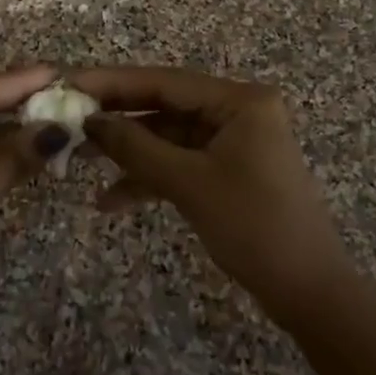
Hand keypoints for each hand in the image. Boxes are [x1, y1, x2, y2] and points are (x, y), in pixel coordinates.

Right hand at [71, 67, 351, 324]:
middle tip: (67, 121)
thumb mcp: (189, 184)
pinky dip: (149, 178)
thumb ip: (136, 147)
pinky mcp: (227, 171)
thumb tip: (89, 121)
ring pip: (168, 137)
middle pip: (164, 106)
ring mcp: (233, 142)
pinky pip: (180, 163)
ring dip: (129, 152)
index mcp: (239, 101)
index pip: (164, 82)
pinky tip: (111, 200)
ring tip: (79, 161)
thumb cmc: (254, 227)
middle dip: (117, 119)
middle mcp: (237, 112)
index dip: (113, 83)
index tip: (69, 83)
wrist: (308, 292)